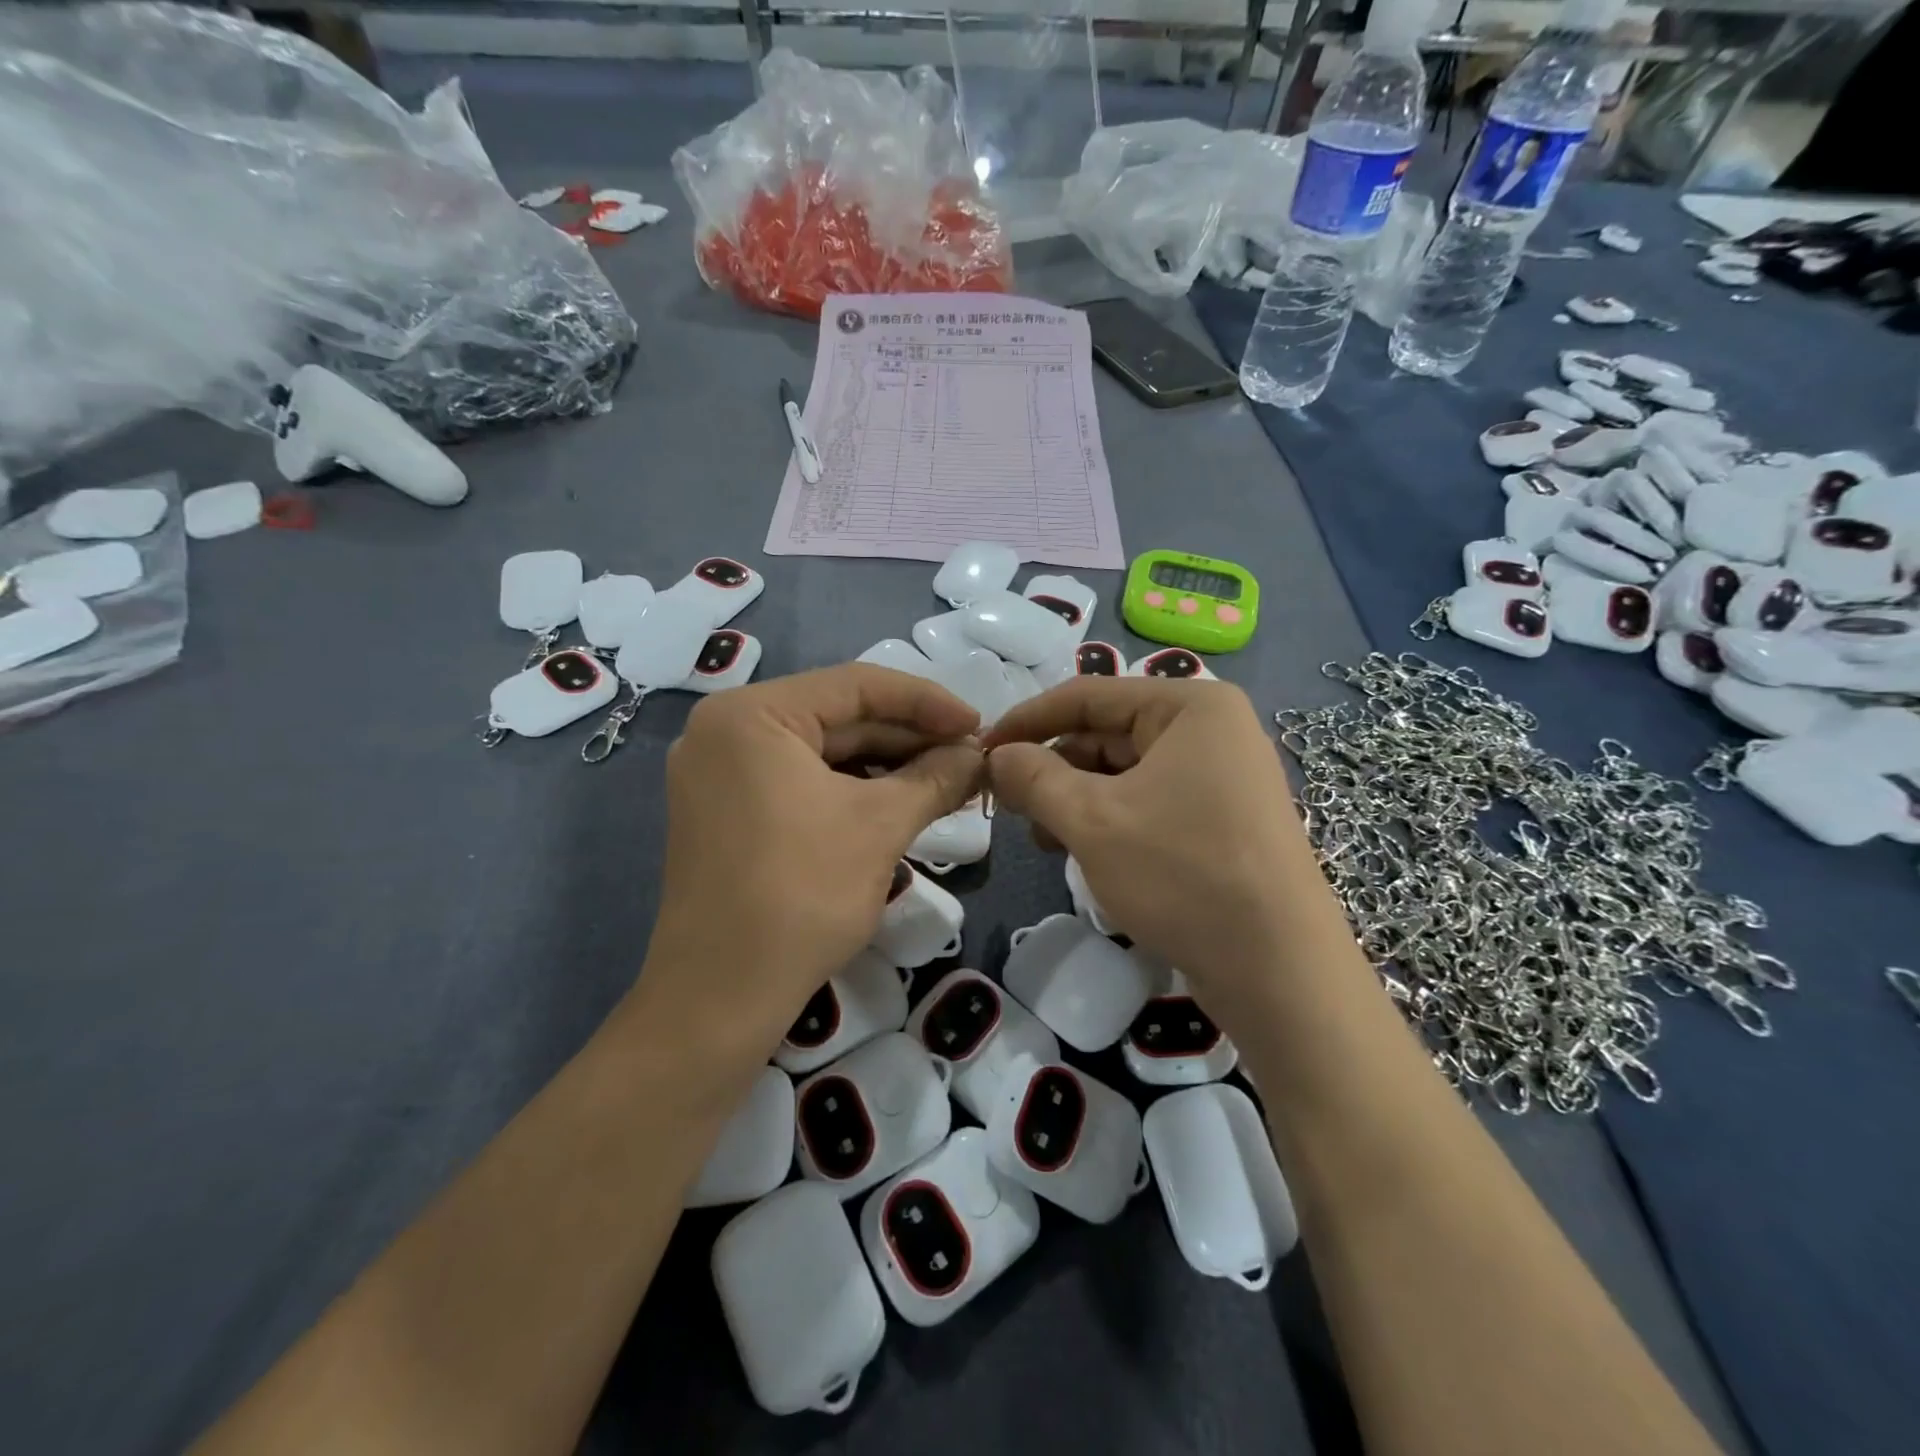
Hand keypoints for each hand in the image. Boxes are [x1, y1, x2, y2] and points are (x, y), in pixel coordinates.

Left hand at [638, 665, 983, 1067]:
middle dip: (909, 738)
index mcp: (751, 714)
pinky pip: (800, 782)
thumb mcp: (880, 826)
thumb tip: (979, 755)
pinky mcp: (726, 811)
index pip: (856, 685)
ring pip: (822, 752)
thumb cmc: (801, 895)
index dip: (927, 702)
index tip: (978, 723)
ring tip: (946, 781)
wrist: (720, 997)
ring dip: (886, 766)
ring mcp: (720, 773)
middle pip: (838, 717)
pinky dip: (852, 790)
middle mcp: (726, 730)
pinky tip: (900, 802)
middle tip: (969, 757)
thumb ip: (935, 777)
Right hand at [984, 678, 1336, 1014]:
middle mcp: (1211, 730)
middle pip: (1106, 734)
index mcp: (1190, 706)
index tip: (980, 750)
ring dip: (1076, 799)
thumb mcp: (1092, 820)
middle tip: (1008, 807)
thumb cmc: (1182, 874)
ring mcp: (1221, 776)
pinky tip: (1084, 852)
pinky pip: (1149, 802)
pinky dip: (1109, 820)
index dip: (1027, 721)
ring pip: (1124, 773)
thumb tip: (997, 754)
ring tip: (1045, 840)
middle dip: (1053, 768)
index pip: (1087, 695)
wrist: (1279, 970)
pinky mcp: (1221, 820)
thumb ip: (1034, 777)